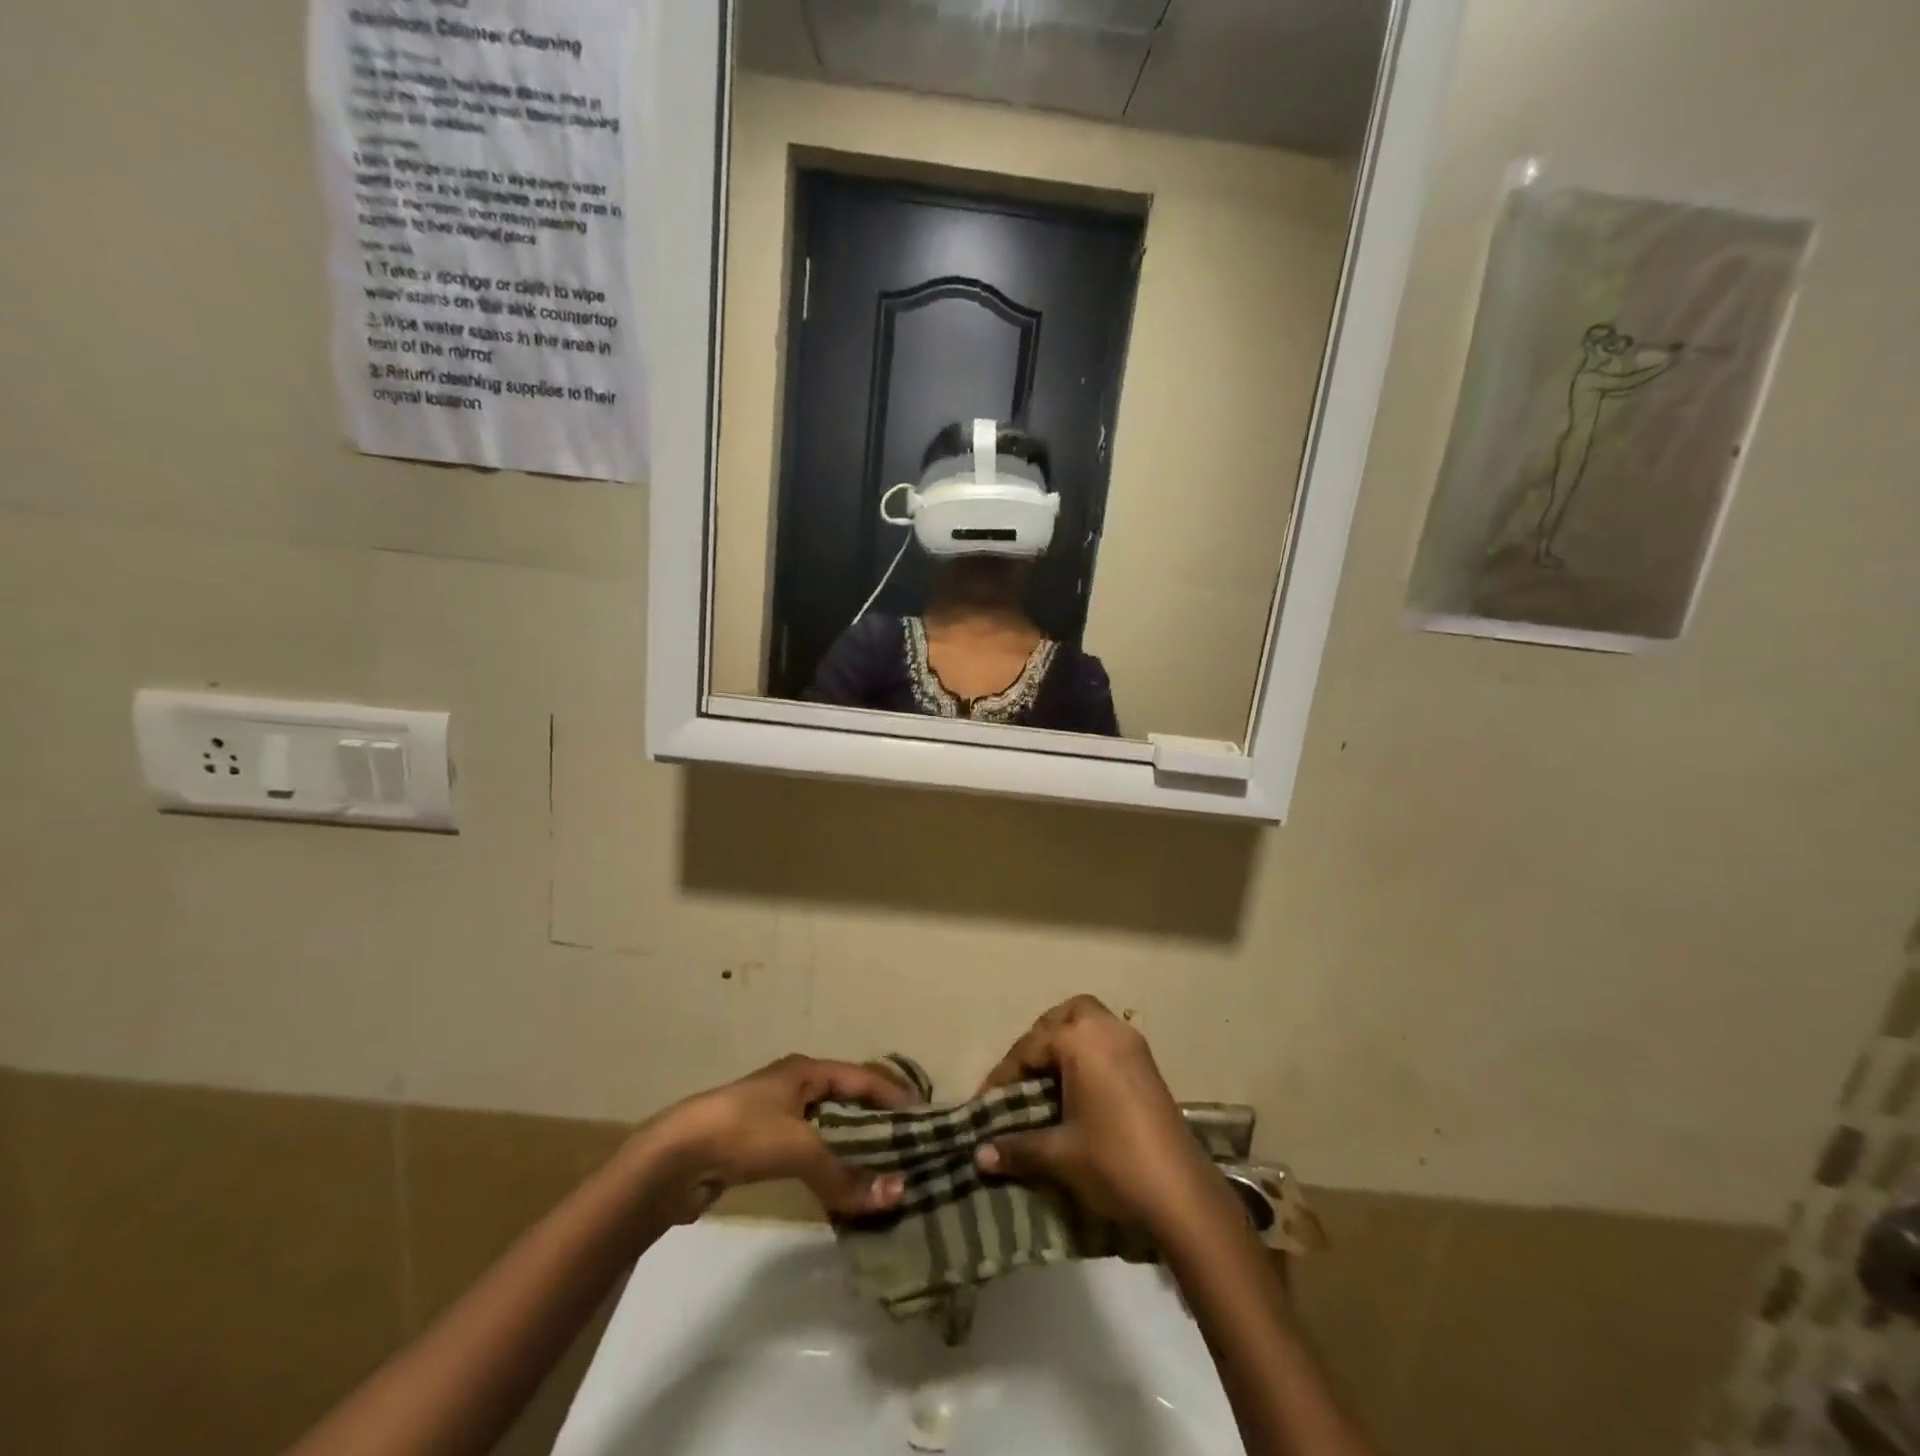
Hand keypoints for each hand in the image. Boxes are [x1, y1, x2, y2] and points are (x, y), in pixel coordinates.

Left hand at [640, 1055, 909, 1222]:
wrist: (674, 1158)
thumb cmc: (742, 1133)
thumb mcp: (800, 1147)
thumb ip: (846, 1173)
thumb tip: (898, 1195)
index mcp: (807, 1071)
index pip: (864, 1078)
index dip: (895, 1095)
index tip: (926, 1118)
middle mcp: (796, 1087)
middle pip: (848, 1102)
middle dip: (878, 1124)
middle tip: (911, 1149)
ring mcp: (778, 1117)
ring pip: (829, 1130)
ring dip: (854, 1149)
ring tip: (885, 1172)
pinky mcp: (762, 1147)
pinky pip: (810, 1152)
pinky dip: (830, 1167)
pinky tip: (844, 1188)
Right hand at [972, 996, 1217, 1230]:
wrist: (1182, 1194)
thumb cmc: (1113, 1161)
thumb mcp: (1059, 1154)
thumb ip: (1016, 1147)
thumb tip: (977, 1156)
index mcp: (1081, 1040)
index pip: (1030, 1047)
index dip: (1004, 1076)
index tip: (986, 1104)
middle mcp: (1108, 1030)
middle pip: (1065, 1016)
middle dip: (1041, 1040)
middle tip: (1023, 1076)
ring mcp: (1133, 1046)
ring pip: (1091, 1024)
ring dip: (1067, 1043)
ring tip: (1048, 1080)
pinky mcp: (1149, 1066)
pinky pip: (1109, 1042)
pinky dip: (1089, 1054)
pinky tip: (1079, 1090)